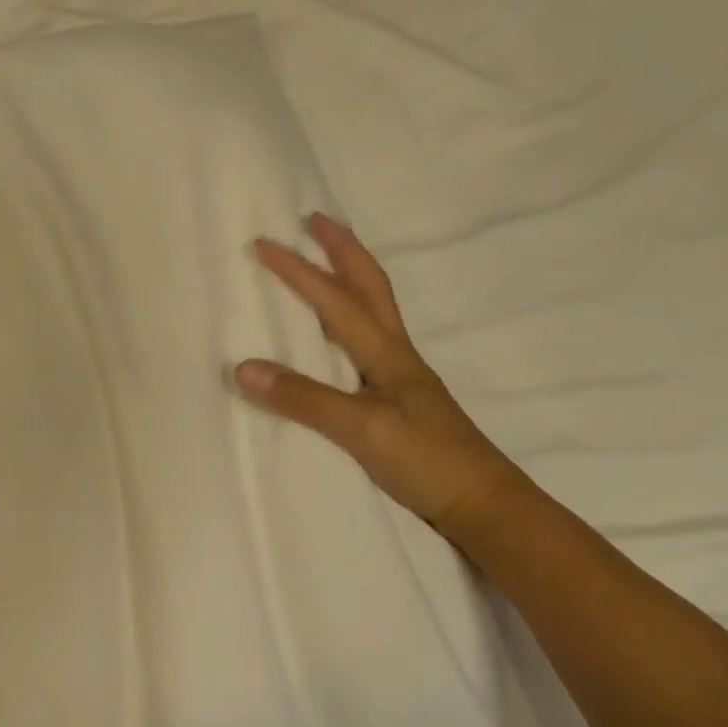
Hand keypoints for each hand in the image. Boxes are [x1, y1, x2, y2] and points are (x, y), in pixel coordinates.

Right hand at [234, 213, 524, 540]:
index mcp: (387, 353)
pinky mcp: (400, 398)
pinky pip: (369, 340)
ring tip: (326, 261)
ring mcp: (401, 376)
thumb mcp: (362, 429)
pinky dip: (351, 317)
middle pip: (370, 286)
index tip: (264, 243)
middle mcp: (396, 354)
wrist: (483, 505)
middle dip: (342, 249)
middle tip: (315, 221)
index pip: (337, 300)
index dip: (299, 270)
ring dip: (350, 277)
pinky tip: (338, 334)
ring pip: (375, 309)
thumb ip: (305, 399)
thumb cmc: (426, 461)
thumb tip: (244, 368)